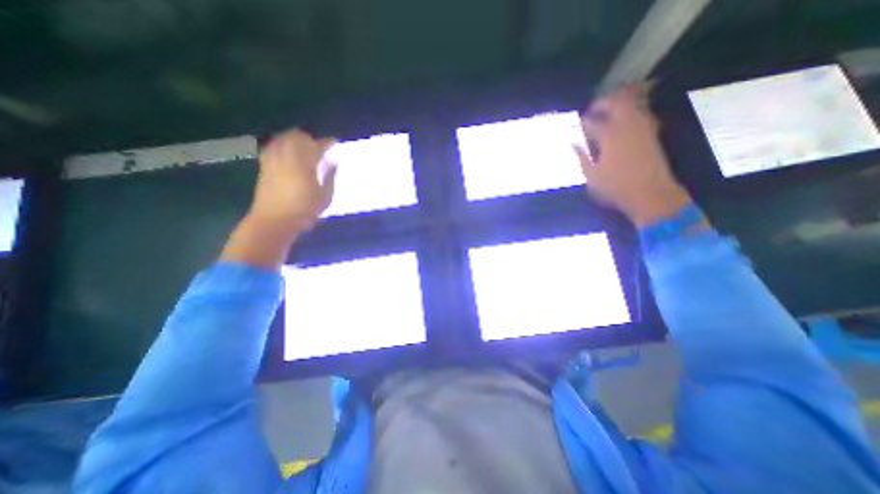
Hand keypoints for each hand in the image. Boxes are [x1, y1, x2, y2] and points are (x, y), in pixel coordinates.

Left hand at [223, 128, 336, 265]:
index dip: (328, 142)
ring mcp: (273, 159)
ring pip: (283, 138)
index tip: (335, 143)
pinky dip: (282, 145)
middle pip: (297, 136)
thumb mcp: (325, 195)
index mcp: (305, 163)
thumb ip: (330, 175)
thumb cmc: (304, 210)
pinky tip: (287, 154)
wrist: (274, 220)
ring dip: (295, 139)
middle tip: (319, 147)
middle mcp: (287, 156)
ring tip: (304, 148)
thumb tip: (333, 161)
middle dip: (310, 138)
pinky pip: (273, 146)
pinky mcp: (264, 165)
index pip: (318, 145)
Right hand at [579, 85, 693, 227]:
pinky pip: (641, 113)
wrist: (650, 193)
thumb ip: (582, 157)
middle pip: (616, 102)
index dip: (582, 121)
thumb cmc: (615, 187)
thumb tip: (573, 144)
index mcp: (610, 135)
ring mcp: (643, 127)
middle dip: (603, 103)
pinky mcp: (652, 134)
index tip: (575, 124)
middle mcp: (628, 125)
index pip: (592, 121)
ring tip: (607, 112)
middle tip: (592, 110)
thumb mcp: (591, 175)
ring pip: (632, 105)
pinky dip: (630, 112)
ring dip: (619, 104)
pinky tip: (623, 122)